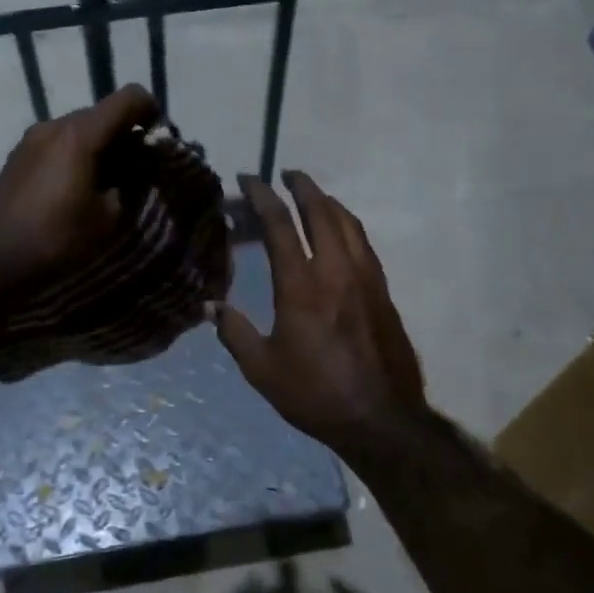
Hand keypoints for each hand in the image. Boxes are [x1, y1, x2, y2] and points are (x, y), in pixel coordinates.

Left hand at [0, 84, 159, 303]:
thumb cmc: (55, 241)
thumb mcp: (108, 217)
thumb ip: (130, 183)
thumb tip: (137, 168)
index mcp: (79, 134)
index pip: (129, 98)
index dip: (153, 112)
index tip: (159, 142)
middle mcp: (53, 125)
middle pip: (103, 113)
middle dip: (127, 134)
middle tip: (139, 170)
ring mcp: (31, 138)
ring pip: (80, 128)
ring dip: (102, 146)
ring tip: (108, 183)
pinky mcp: (18, 155)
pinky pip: (59, 142)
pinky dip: (78, 154)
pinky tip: (78, 188)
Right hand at [213, 172, 427, 460]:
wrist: (381, 418)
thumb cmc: (315, 394)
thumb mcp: (262, 370)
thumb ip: (234, 332)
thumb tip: (210, 304)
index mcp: (301, 286)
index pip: (280, 226)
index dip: (263, 196)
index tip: (250, 179)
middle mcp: (336, 271)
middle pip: (321, 212)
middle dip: (302, 187)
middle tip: (287, 174)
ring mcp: (365, 278)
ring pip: (348, 223)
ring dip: (328, 201)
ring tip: (313, 194)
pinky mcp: (383, 291)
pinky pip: (364, 243)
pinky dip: (348, 224)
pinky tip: (341, 230)